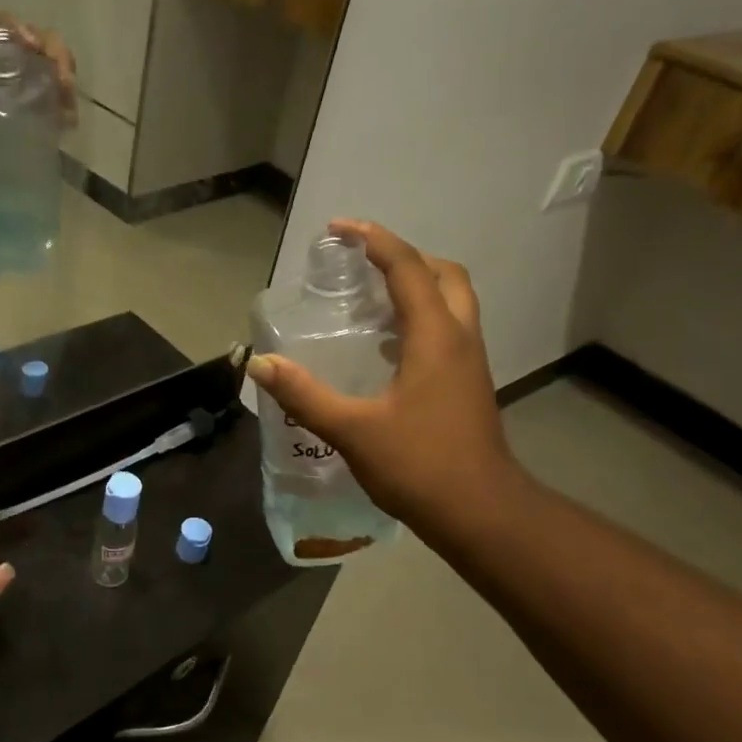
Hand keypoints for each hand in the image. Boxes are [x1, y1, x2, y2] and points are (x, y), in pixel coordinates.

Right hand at [247, 219, 526, 545]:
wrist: (480, 513)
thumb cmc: (419, 466)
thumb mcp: (352, 430)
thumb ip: (304, 395)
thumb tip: (261, 364)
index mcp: (435, 337)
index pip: (407, 268)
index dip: (374, 240)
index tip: (340, 228)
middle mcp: (460, 338)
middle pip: (443, 274)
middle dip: (405, 257)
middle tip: (364, 263)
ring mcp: (470, 362)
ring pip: (452, 302)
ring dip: (418, 286)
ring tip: (372, 297)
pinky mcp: (469, 384)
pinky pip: (449, 330)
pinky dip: (421, 319)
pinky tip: (387, 348)